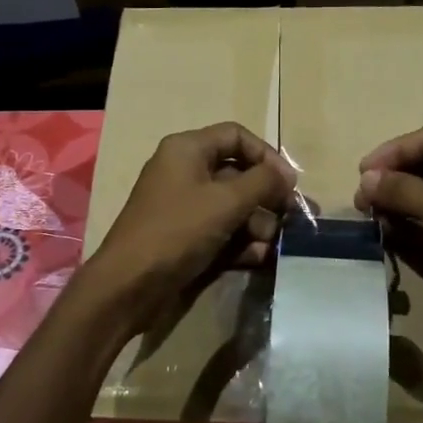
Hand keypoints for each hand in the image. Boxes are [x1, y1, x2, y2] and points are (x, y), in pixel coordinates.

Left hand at [86, 123, 296, 330]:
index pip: (236, 136)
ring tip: (271, 243)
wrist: (129, 285)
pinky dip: (240, 242)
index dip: (266, 155)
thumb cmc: (178, 230)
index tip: (288, 183)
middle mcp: (184, 172)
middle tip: (292, 217)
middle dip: (266, 197)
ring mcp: (183, 207)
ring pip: (232, 206)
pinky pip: (220, 231)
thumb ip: (263, 182)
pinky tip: (258, 258)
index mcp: (187, 150)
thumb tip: (286, 174)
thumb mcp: (227, 201)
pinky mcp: (184, 237)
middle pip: (237, 173)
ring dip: (257, 224)